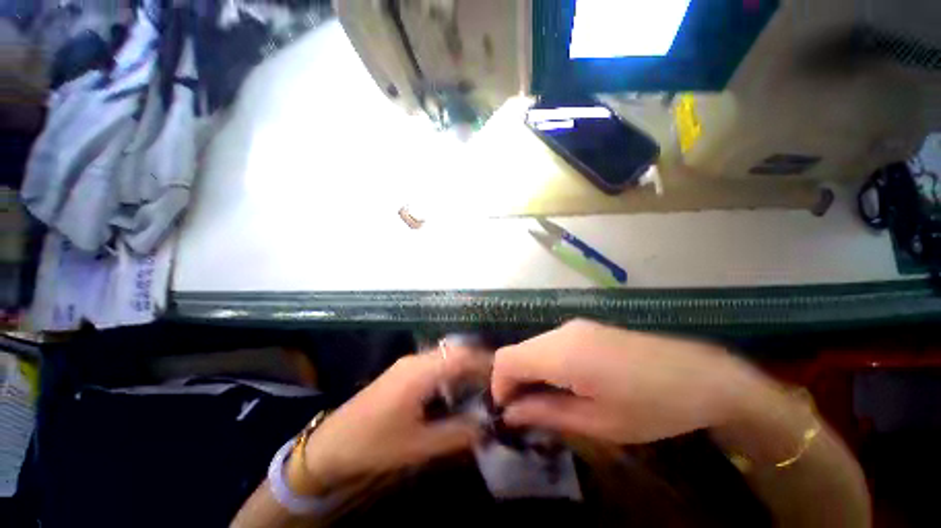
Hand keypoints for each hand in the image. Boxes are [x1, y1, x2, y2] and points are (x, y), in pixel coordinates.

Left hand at [301, 346, 489, 493]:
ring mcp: (407, 364)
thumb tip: (486, 425)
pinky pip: (434, 363)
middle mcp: (415, 360)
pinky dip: (451, 370)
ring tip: (482, 382)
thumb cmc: (374, 444)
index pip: (460, 358)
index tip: (503, 374)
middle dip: (477, 362)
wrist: (331, 443)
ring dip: (464, 366)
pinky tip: (456, 387)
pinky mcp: (402, 371)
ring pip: (444, 356)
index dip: (484, 363)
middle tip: (496, 380)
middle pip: (454, 352)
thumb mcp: (418, 445)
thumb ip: (456, 434)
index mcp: (419, 373)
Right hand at [491, 320, 762, 443]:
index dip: (499, 385)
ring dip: (530, 372)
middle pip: (517, 351)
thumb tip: (511, 413)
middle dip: (514, 381)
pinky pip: (550, 344)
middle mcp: (562, 332)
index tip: (510, 412)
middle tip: (528, 413)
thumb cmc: (653, 406)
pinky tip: (567, 383)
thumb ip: (547, 413)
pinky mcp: (585, 328)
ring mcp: (574, 326)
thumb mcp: (599, 422)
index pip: (507, 359)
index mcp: (563, 353)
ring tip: (548, 402)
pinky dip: (545, 363)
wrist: (702, 375)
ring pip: (533, 347)